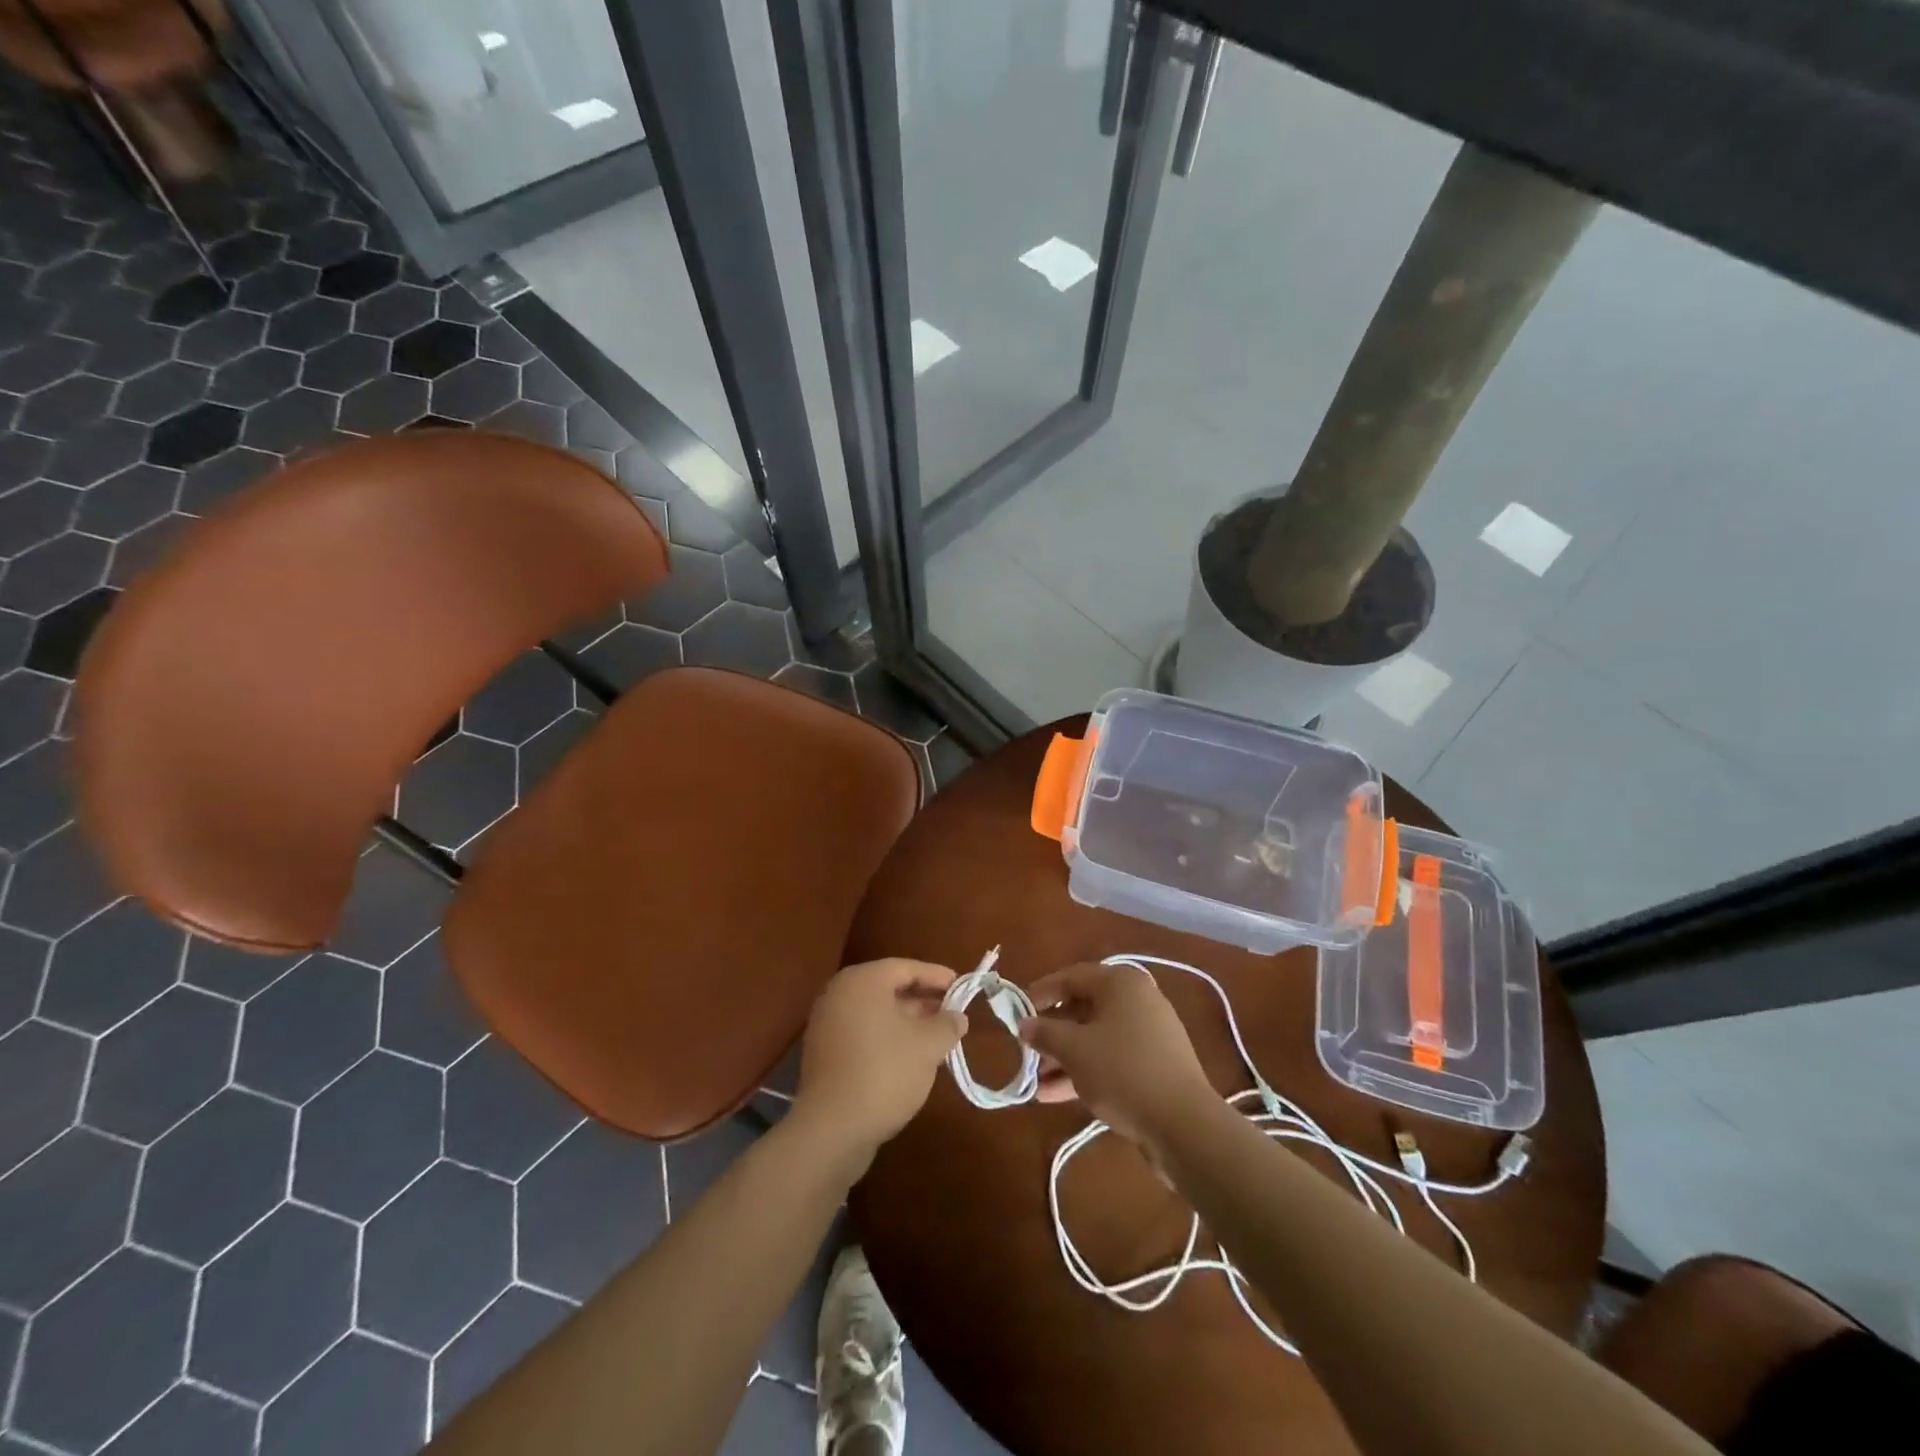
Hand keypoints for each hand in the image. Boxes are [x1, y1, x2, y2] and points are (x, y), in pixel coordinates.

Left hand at [793, 958, 966, 1167]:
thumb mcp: (928, 1046)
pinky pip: (863, 1032)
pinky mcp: (824, 1052)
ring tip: (937, 1036)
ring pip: (876, 1012)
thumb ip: (947, 1024)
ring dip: (907, 1020)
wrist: (832, 1129)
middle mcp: (839, 993)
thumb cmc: (885, 1073)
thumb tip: (957, 1016)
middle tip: (952, 1011)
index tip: (961, 987)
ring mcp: (827, 1023)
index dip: (937, 976)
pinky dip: (887, 1036)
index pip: (906, 968)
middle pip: (888, 987)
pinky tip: (910, 1056)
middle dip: (923, 999)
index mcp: (862, 981)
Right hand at [1018, 962, 1214, 1150]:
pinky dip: (1085, 1071)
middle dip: (1052, 1032)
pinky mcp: (1154, 1065)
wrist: (1184, 1125)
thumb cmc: (1123, 1072)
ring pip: (1096, 1037)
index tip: (1016, 1012)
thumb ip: (1045, 1033)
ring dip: (1064, 1057)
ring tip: (1035, 1082)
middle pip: (1083, 1008)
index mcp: (1120, 983)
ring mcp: (1149, 1033)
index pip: (1071, 977)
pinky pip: (1111, 1058)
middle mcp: (1137, 1000)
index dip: (1040, 993)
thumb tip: (1024, 1024)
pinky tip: (1055, 1095)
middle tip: (1026, 1051)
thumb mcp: (1074, 1050)